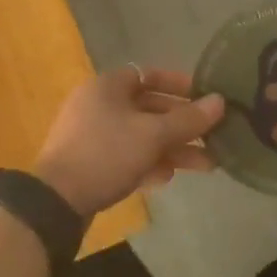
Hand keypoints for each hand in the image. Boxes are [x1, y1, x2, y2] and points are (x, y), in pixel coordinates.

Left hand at [33, 66, 225, 216]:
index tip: (206, 97)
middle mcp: (99, 104)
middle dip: (183, 125)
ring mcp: (92, 135)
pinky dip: (148, 163)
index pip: (149, 75)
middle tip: (215, 137)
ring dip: (172, 148)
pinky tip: (168, 179)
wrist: (56, 201)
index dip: (180, 84)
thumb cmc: (106, 154)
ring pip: (141, 135)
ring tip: (207, 165)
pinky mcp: (90, 163)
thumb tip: (220, 101)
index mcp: (108, 86)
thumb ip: (188, 119)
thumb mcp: (152, 135)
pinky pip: (126, 156)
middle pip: (149, 108)